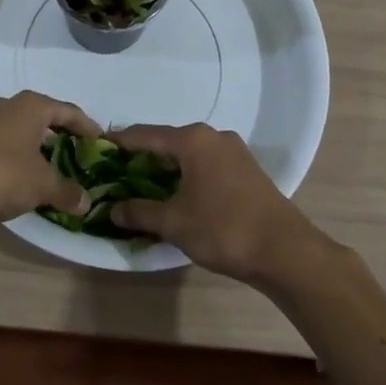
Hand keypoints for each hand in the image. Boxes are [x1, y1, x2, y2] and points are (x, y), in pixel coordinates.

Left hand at [0, 91, 99, 223]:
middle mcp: (11, 104)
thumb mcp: (41, 185)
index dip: (87, 126)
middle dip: (63, 134)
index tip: (101, 140)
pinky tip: (23, 173)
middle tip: (80, 152)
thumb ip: (66, 190)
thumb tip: (85, 201)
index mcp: (33, 106)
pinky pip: (7, 141)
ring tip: (53, 165)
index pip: (69, 111)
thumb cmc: (2, 174)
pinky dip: (20, 153)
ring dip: (39, 145)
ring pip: (24, 128)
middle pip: (46, 116)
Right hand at [106, 123, 323, 285]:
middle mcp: (212, 136)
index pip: (146, 134)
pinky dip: (189, 174)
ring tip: (147, 184)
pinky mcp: (247, 169)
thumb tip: (112, 209)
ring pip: (190, 153)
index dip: (121, 141)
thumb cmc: (223, 228)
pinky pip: (207, 163)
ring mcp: (233, 150)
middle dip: (144, 156)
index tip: (100, 146)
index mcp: (192, 140)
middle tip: (120, 171)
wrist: (285, 250)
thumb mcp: (175, 223)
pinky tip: (182, 193)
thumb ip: (141, 212)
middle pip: (169, 141)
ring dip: (168, 167)